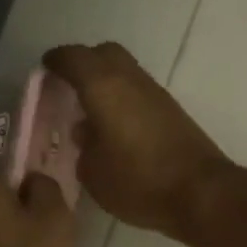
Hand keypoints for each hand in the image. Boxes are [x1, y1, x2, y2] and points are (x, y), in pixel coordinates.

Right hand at [43, 42, 230, 237]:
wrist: (201, 193)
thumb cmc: (140, 182)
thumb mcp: (94, 174)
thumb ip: (83, 147)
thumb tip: (86, 133)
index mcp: (104, 87)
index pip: (73, 58)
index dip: (56, 61)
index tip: (44, 70)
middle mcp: (131, 80)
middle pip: (104, 54)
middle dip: (84, 63)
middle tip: (67, 86)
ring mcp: (156, 94)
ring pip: (125, 72)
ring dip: (106, 83)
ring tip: (89, 112)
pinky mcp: (173, 111)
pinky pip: (139, 92)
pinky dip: (123, 99)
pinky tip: (115, 127)